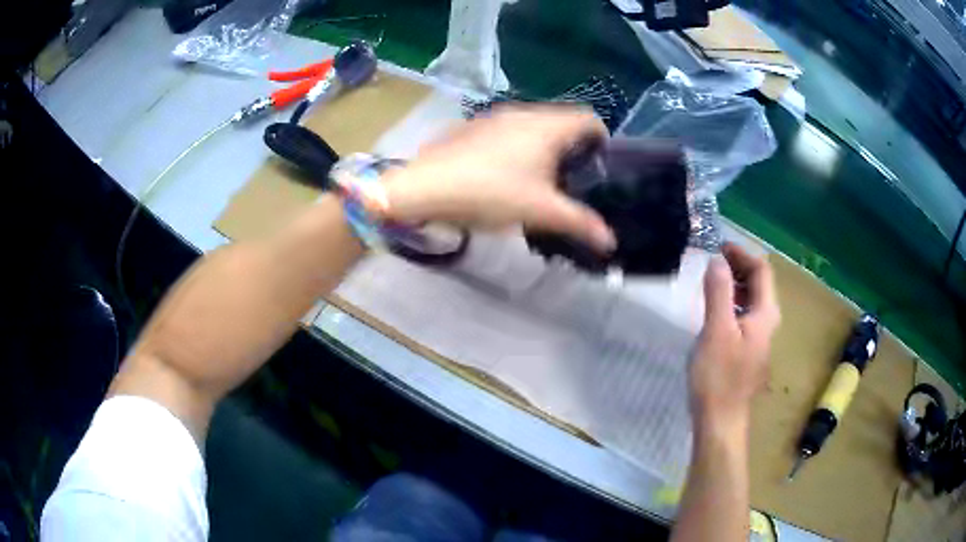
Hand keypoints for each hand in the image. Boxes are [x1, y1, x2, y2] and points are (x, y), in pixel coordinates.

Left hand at [382, 106, 615, 251]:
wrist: (425, 187)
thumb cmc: (489, 193)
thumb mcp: (540, 212)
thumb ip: (579, 224)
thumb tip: (610, 241)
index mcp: (547, 126)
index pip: (589, 119)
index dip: (601, 139)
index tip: (600, 165)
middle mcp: (524, 112)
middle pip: (562, 120)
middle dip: (573, 146)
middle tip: (574, 178)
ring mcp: (495, 116)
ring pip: (533, 124)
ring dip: (544, 145)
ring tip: (541, 177)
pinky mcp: (473, 126)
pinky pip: (509, 130)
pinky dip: (518, 145)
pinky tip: (505, 172)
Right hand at [690, 243, 780, 431]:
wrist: (720, 420)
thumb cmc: (719, 377)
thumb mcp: (716, 331)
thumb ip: (718, 292)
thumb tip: (716, 260)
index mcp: (765, 314)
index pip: (761, 270)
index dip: (741, 254)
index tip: (717, 247)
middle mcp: (767, 322)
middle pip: (759, 283)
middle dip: (738, 266)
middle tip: (711, 260)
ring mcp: (758, 337)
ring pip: (751, 299)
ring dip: (734, 283)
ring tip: (710, 279)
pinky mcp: (747, 350)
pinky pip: (743, 315)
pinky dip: (731, 302)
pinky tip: (714, 309)